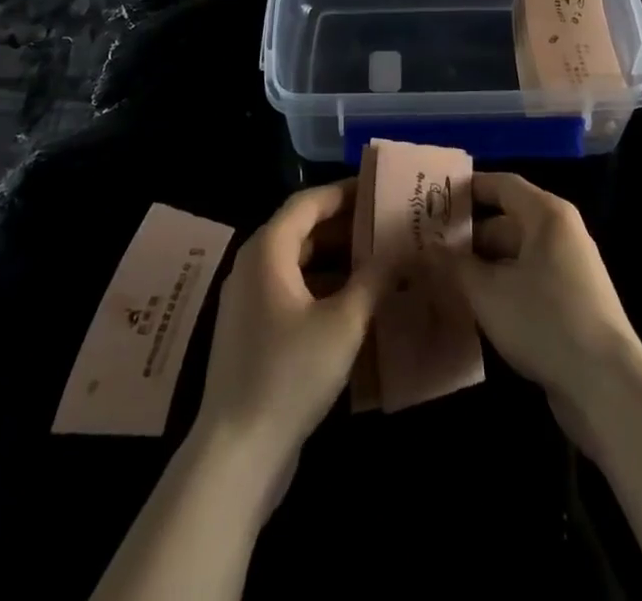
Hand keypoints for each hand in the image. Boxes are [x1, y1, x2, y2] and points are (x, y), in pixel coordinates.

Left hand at [192, 182, 390, 470]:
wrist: (236, 453)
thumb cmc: (290, 373)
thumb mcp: (344, 322)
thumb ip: (375, 278)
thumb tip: (404, 247)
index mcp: (268, 250)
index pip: (308, 202)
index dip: (344, 192)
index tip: (379, 189)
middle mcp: (253, 266)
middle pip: (302, 229)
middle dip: (345, 226)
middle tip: (388, 224)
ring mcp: (250, 301)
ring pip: (298, 262)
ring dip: (337, 258)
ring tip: (381, 259)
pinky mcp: (253, 332)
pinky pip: (292, 291)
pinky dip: (323, 286)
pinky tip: (357, 302)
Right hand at [443, 172, 641, 410]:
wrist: (606, 385)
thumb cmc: (544, 320)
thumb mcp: (488, 292)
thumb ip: (453, 266)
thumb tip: (425, 249)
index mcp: (546, 215)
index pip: (501, 185)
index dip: (466, 188)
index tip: (431, 199)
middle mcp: (560, 233)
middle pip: (506, 222)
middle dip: (467, 236)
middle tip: (426, 248)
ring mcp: (568, 269)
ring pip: (514, 256)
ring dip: (481, 267)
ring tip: (440, 279)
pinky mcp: (570, 302)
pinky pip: (526, 281)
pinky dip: (500, 288)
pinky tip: (472, 308)